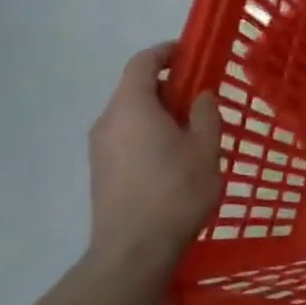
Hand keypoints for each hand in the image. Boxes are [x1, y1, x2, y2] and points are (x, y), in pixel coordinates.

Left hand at [88, 41, 220, 281]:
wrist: (132, 252)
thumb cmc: (175, 193)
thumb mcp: (205, 149)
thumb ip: (206, 114)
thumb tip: (200, 96)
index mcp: (132, 107)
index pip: (143, 62)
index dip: (166, 52)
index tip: (190, 54)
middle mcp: (108, 121)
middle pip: (135, 88)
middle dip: (168, 86)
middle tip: (200, 98)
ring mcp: (99, 149)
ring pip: (130, 115)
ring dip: (158, 113)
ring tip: (191, 131)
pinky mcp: (100, 172)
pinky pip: (125, 137)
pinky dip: (147, 134)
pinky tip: (172, 158)